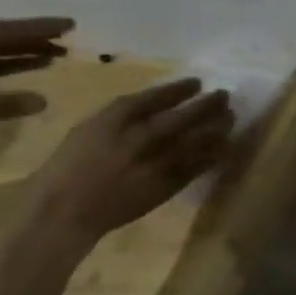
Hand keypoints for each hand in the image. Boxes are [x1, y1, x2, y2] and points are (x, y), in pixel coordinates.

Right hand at [21, 78, 234, 243]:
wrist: (65, 212)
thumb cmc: (68, 168)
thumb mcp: (87, 131)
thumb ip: (121, 117)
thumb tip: (158, 105)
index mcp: (113, 122)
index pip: (156, 97)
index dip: (180, 88)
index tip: (196, 82)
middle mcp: (140, 138)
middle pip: (186, 115)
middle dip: (209, 103)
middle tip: (224, 95)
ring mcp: (157, 162)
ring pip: (200, 139)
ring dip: (219, 126)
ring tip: (230, 116)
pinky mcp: (169, 183)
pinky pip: (200, 164)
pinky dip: (215, 152)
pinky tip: (225, 144)